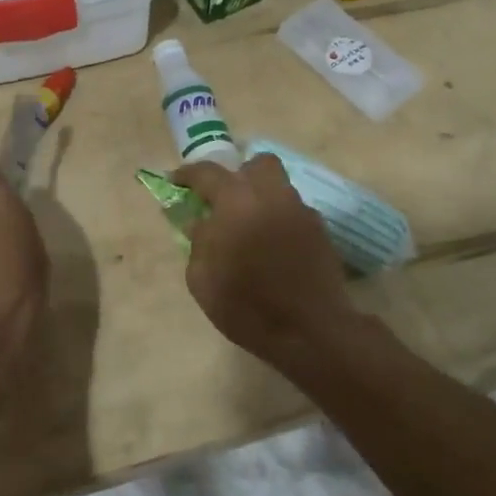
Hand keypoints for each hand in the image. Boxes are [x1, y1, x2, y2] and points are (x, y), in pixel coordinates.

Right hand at [170, 154, 351, 366]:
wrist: (310, 331)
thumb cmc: (247, 306)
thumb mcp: (203, 279)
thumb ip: (198, 242)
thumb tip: (200, 223)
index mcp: (237, 202)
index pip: (208, 173)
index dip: (188, 174)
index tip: (176, 181)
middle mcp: (271, 196)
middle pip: (257, 164)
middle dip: (239, 175)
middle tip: (226, 199)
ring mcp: (300, 210)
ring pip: (279, 185)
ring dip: (261, 196)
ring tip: (250, 225)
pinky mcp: (320, 230)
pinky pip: (294, 211)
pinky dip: (279, 219)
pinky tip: (273, 245)